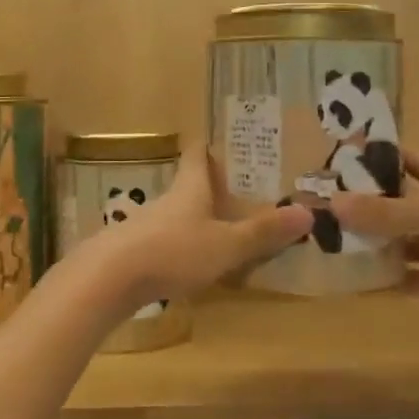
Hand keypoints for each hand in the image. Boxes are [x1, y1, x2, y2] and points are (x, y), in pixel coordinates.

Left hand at [74, 146, 313, 314]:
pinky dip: (180, 246)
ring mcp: (146, 226)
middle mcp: (168, 201)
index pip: (197, 156)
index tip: (220, 140)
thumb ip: (263, 232)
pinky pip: (164, 242)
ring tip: (220, 231)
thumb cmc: (174, 250)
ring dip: (195, 219)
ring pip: (176, 215)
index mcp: (190, 189)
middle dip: (209, 187)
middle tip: (237, 192)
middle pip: (188, 185)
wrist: (109, 278)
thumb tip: (309, 212)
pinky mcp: (133, 252)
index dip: (208, 147)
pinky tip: (189, 264)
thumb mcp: (226, 244)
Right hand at [327, 150, 418, 305]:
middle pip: (397, 207)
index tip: (334, 164)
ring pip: (406, 247)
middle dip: (366, 212)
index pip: (399, 161)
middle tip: (322, 219)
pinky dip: (396, 286)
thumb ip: (385, 211)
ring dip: (378, 251)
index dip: (372, 160)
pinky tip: (365, 290)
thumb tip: (331, 205)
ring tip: (335, 255)